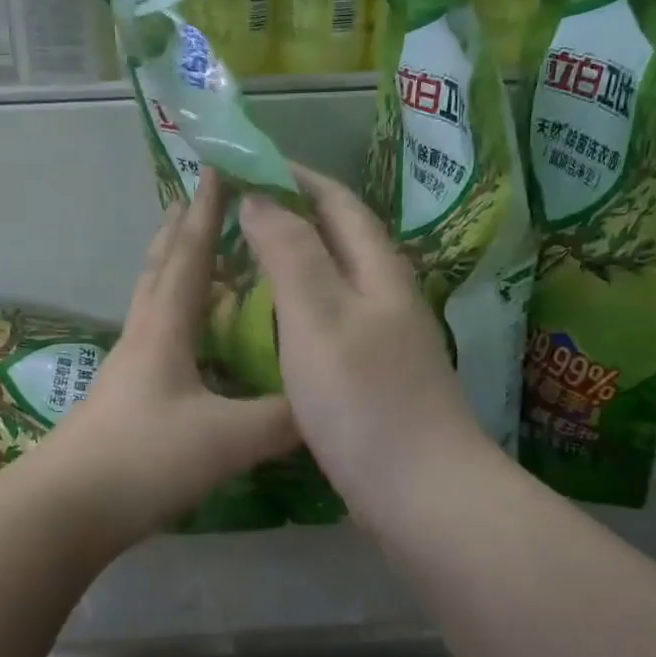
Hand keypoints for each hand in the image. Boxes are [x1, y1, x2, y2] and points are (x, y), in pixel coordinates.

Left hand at [37, 170, 298, 547]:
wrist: (67, 509)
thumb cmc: (144, 459)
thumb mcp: (226, 439)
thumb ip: (282, 420)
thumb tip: (326, 404)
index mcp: (165, 330)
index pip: (190, 256)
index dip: (207, 213)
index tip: (216, 169)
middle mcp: (143, 337)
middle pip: (159, 269)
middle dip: (180, 230)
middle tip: (196, 199)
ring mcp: (127, 368)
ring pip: (152, 303)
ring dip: (172, 270)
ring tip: (194, 257)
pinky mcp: (123, 398)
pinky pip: (155, 338)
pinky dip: (176, 318)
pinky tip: (192, 341)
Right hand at [239, 166, 491, 533]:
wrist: (420, 492)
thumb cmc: (363, 399)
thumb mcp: (318, 317)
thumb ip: (290, 252)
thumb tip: (261, 197)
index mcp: (378, 271)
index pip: (336, 201)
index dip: (293, 176)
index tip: (245, 163)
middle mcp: (387, 296)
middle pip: (338, 237)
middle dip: (291, 213)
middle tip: (235, 210)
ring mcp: (383, 338)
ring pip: (333, 280)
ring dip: (293, 258)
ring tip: (245, 257)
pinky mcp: (374, 376)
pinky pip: (329, 320)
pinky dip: (296, 304)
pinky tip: (272, 324)